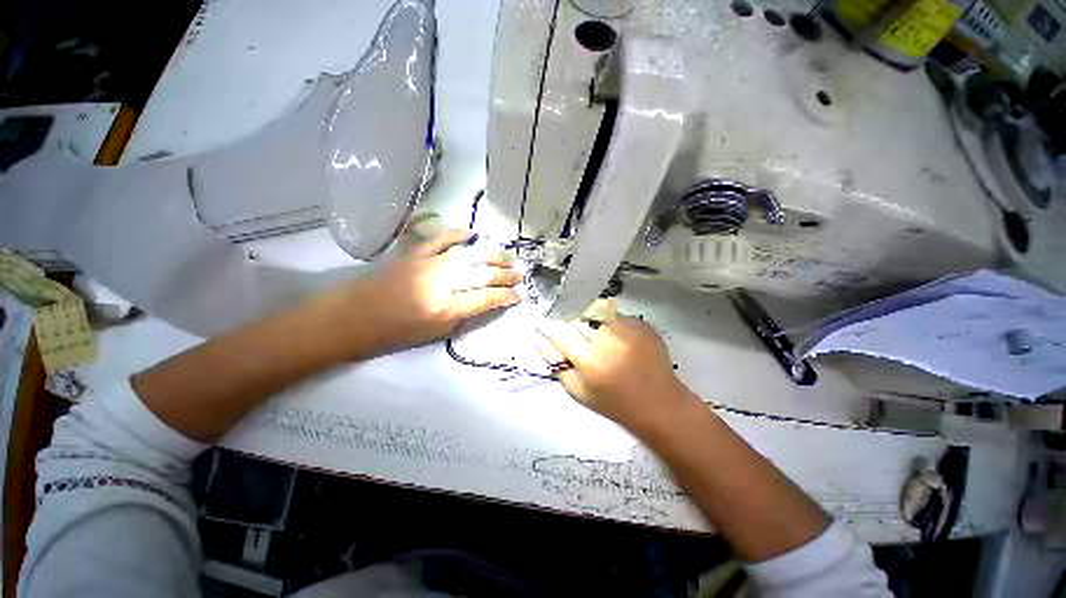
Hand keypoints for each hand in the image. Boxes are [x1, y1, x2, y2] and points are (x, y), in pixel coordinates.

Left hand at [318, 230, 521, 357]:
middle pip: (482, 274)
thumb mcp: (436, 334)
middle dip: (505, 274)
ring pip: (468, 253)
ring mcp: (427, 263)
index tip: (519, 295)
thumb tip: (486, 302)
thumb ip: (464, 316)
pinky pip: (440, 237)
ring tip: (507, 255)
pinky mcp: (413, 251)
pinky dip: (458, 233)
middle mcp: (441, 283)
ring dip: (491, 253)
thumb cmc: (395, 332)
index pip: (486, 299)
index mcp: (445, 308)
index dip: (506, 296)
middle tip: (520, 273)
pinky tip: (473, 234)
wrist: (354, 316)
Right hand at [534, 316, 695, 434]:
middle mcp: (609, 339)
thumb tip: (538, 337)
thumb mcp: (577, 391)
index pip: (560, 330)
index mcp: (590, 360)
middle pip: (578, 313)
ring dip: (589, 317)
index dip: (550, 323)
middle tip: (570, 328)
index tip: (545, 321)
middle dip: (568, 316)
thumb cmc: (614, 403)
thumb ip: (555, 362)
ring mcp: (628, 328)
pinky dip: (608, 321)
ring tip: (594, 333)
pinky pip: (615, 314)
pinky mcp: (643, 324)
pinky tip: (615, 337)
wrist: (660, 404)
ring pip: (596, 309)